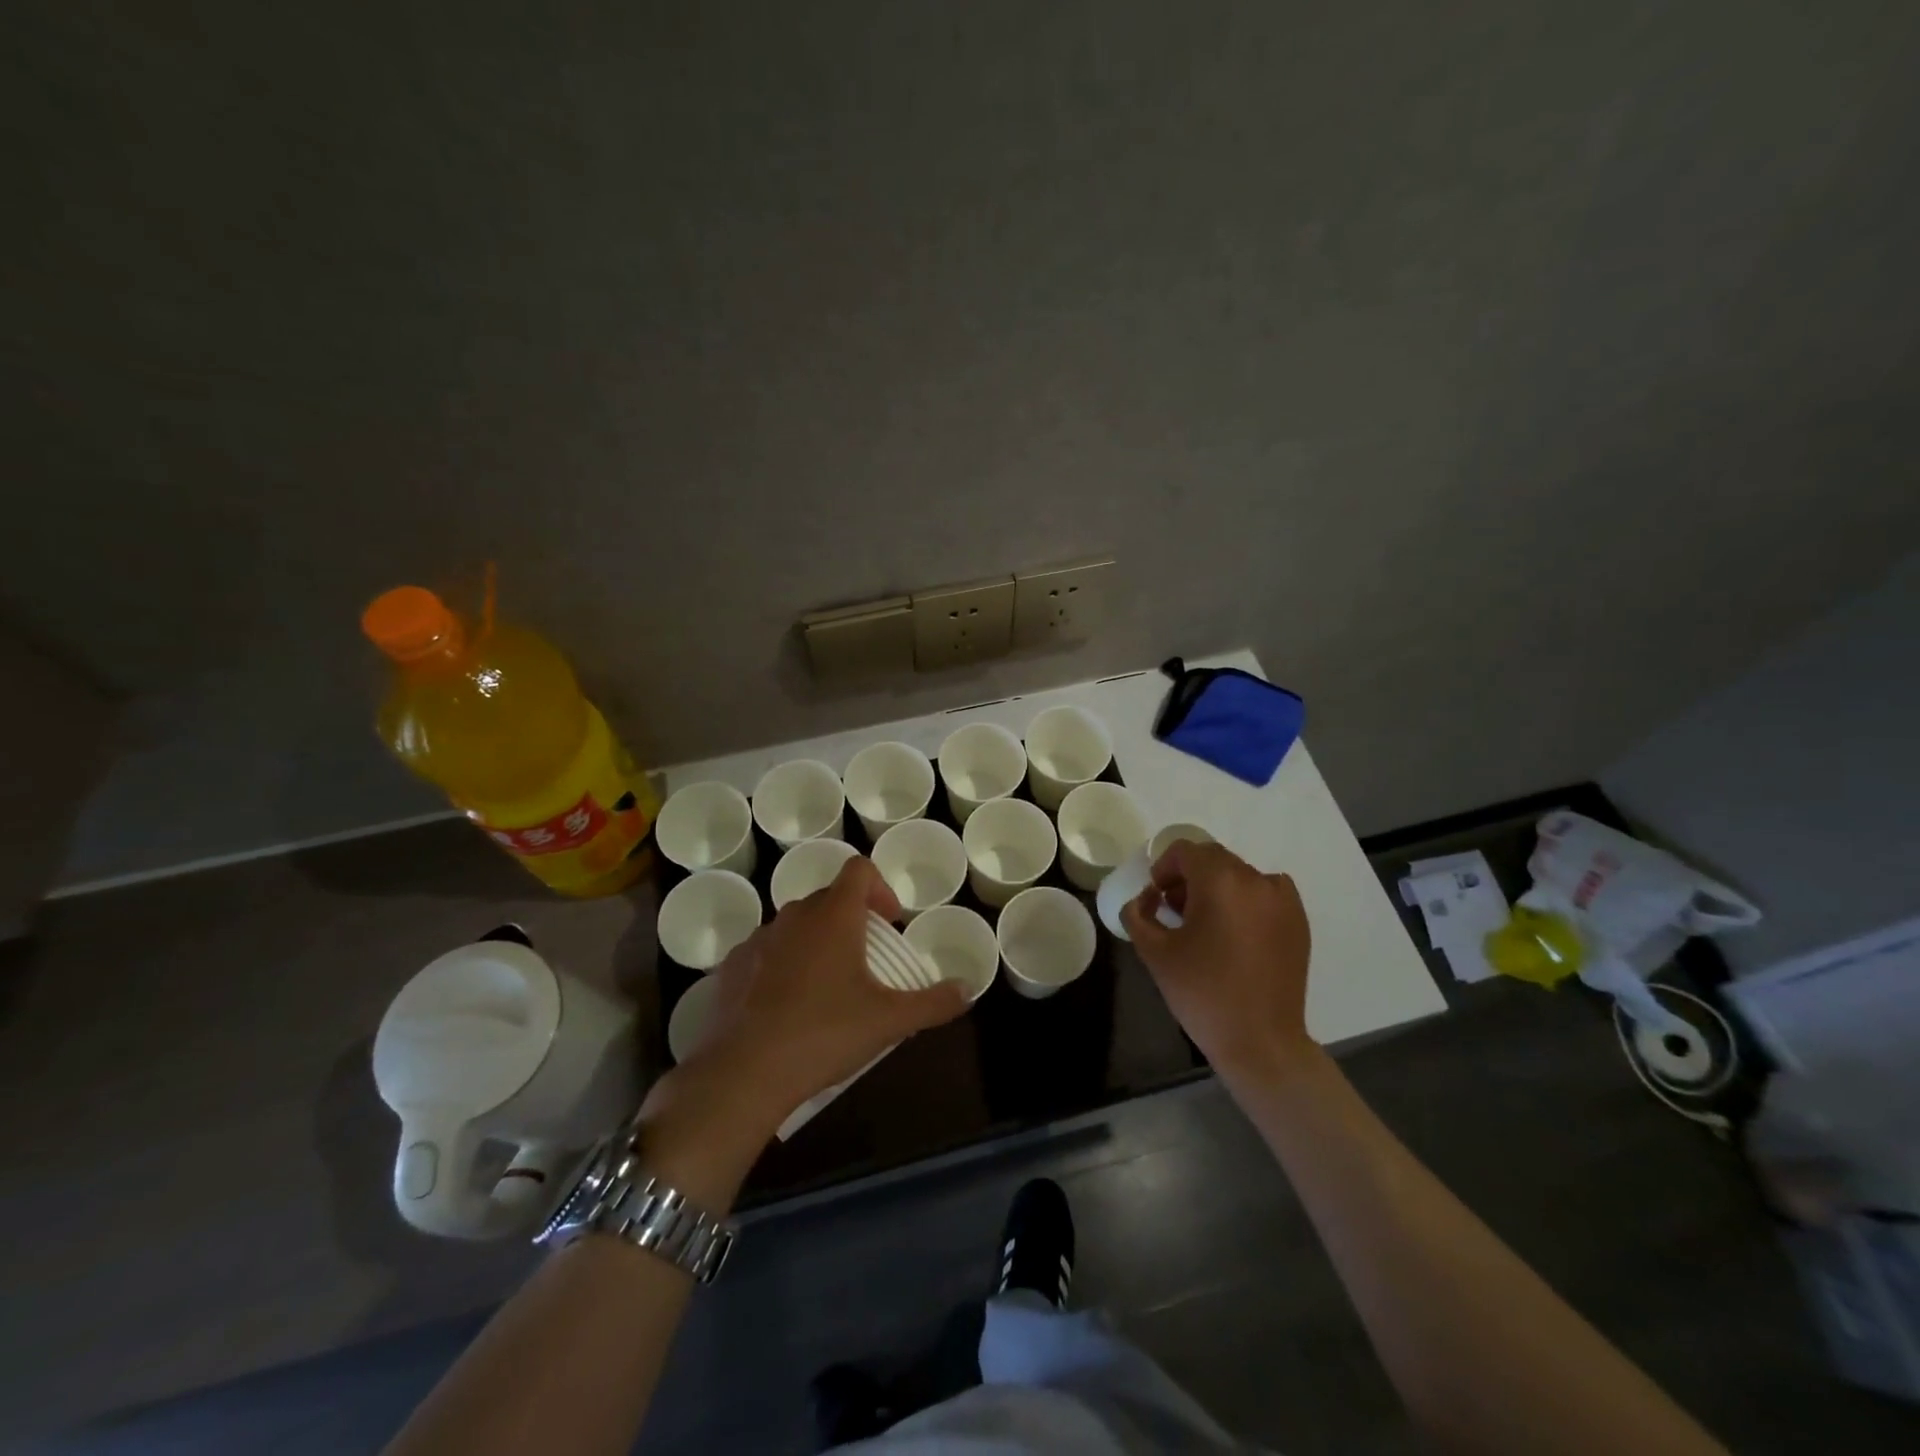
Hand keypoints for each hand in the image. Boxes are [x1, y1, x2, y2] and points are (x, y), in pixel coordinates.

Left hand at [681, 857, 969, 1131]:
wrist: (744, 1073)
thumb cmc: (824, 1034)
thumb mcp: (889, 1021)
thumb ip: (934, 1002)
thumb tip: (968, 989)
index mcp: (833, 915)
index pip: (859, 869)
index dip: (880, 887)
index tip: (891, 923)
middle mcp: (794, 915)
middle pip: (829, 897)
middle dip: (853, 919)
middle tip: (868, 958)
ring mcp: (758, 939)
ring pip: (795, 925)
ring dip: (816, 941)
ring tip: (827, 985)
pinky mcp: (730, 967)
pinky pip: (765, 951)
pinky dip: (781, 964)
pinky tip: (787, 1005)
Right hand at [1121, 841, 1313, 1077]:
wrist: (1260, 1041)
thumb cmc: (1202, 993)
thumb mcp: (1153, 952)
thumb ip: (1138, 913)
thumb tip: (1147, 898)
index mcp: (1220, 881)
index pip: (1185, 850)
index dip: (1164, 868)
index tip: (1157, 898)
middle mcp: (1255, 880)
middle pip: (1213, 859)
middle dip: (1189, 877)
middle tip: (1176, 912)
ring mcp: (1283, 899)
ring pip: (1239, 875)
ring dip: (1218, 888)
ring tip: (1208, 926)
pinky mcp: (1298, 920)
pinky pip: (1265, 892)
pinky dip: (1247, 900)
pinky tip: (1237, 934)